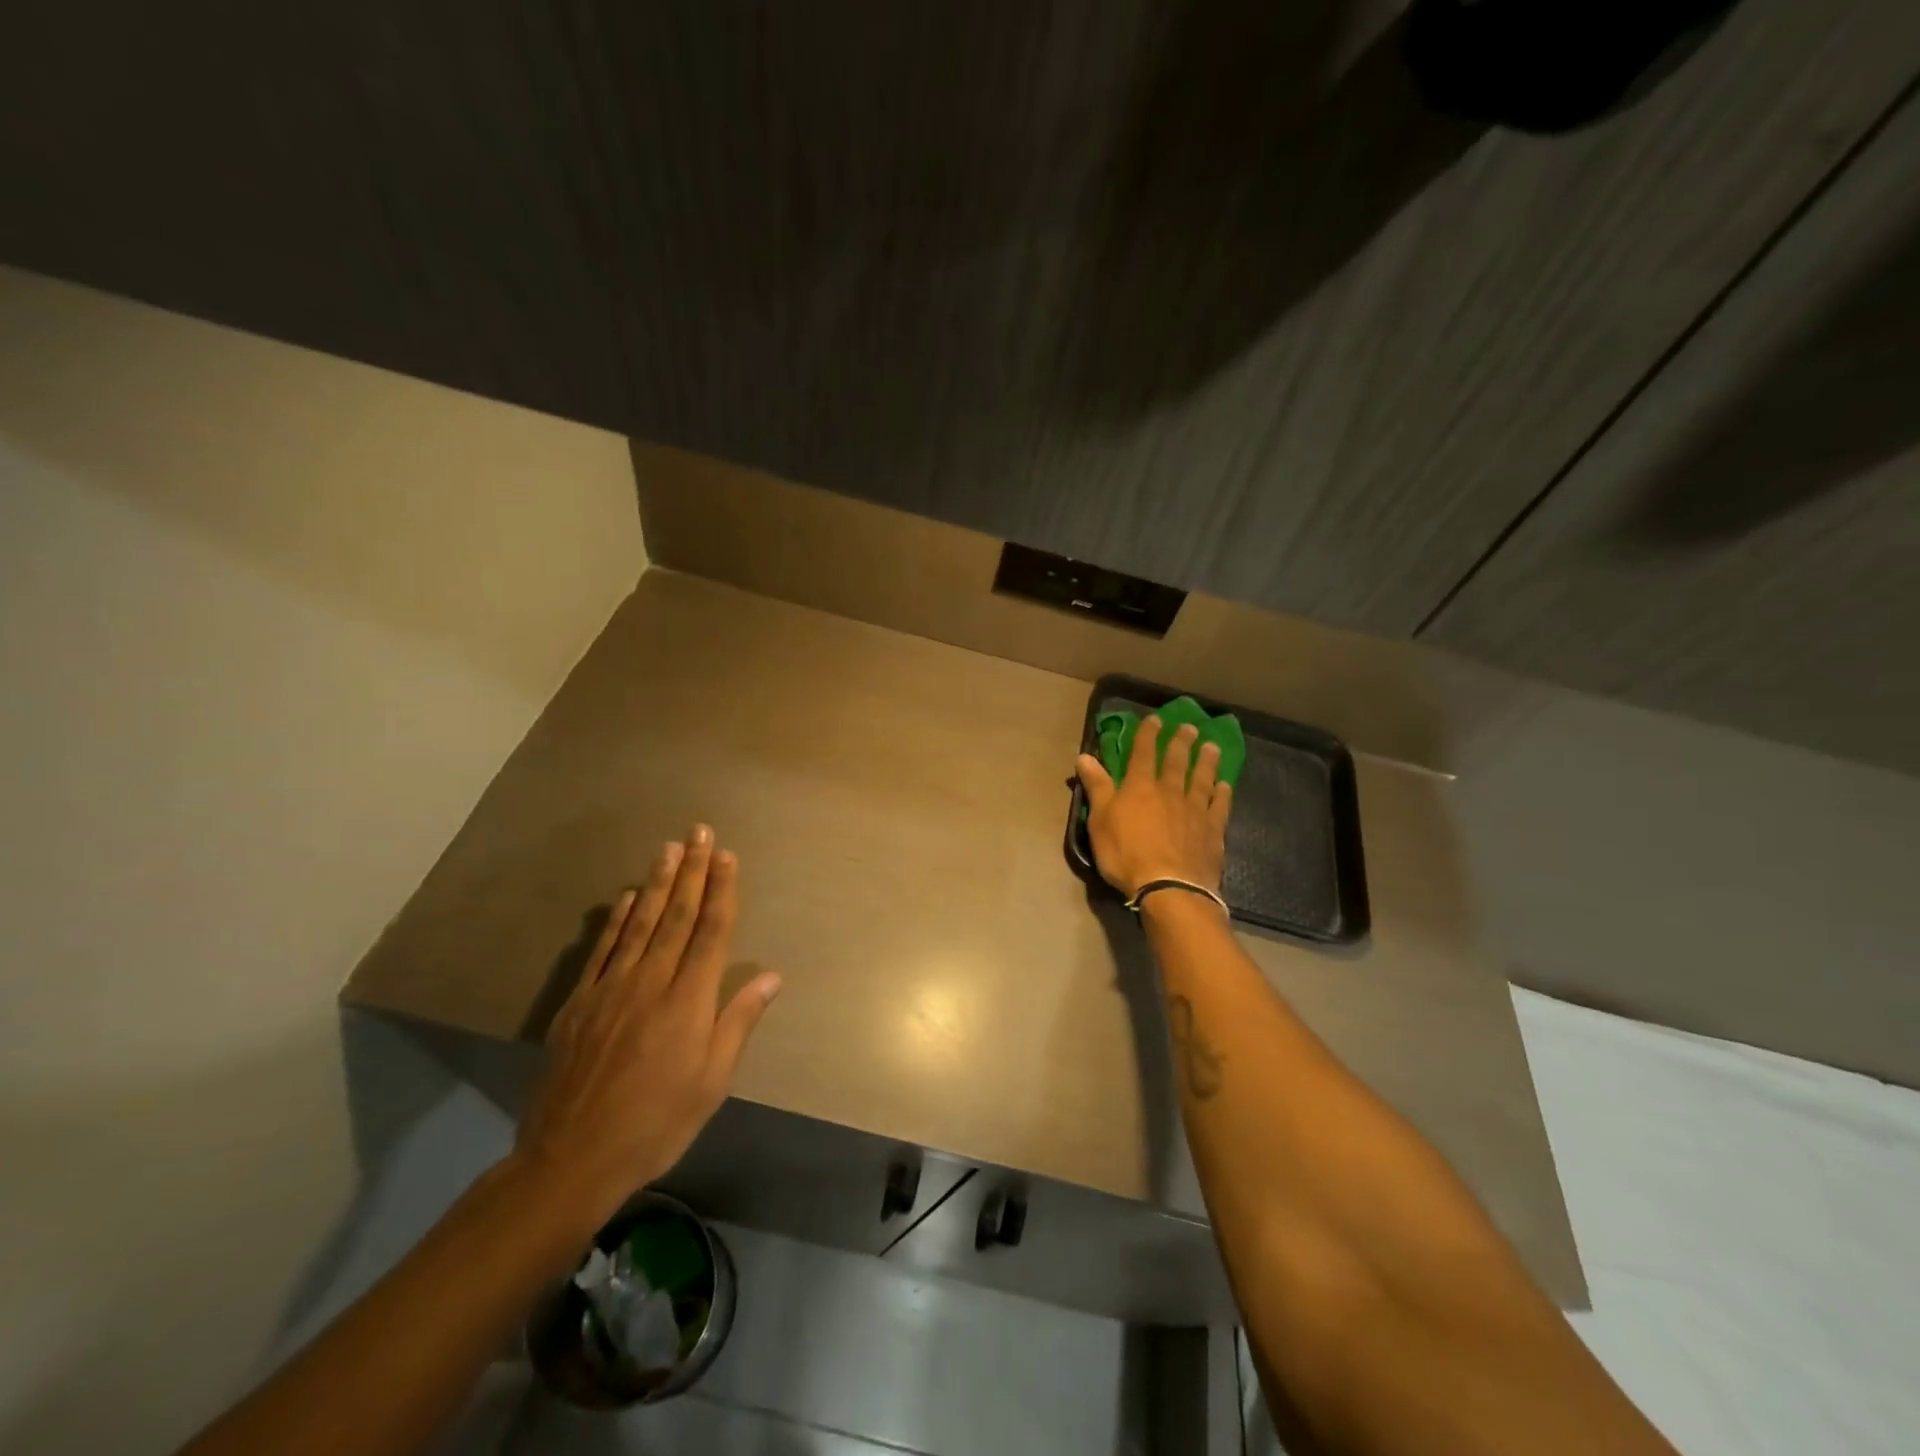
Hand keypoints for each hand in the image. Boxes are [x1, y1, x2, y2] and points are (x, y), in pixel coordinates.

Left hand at [513, 826, 782, 1230]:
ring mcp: (611, 989)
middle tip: (700, 833)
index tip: (727, 856)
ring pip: (640, 923)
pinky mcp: (579, 1003)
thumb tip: (771, 976)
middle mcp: (651, 982)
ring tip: (669, 848)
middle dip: (692, 871)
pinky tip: (628, 898)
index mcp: (688, 1001)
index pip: (710, 932)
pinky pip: (604, 949)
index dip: (721, 891)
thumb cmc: (657, 1123)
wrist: (571, 1160)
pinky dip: (617, 919)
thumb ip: (738, 1022)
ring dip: (658, 883)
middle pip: (677, 916)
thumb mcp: (711, 1082)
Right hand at [1076, 717, 1231, 899]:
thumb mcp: (1100, 821)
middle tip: (1190, 727)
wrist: (1169, 887)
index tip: (1155, 719)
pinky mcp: (1213, 830)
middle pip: (1177, 761)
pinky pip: (1219, 805)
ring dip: (1206, 761)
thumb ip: (1096, 787)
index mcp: (1140, 787)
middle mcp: (1170, 791)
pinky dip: (1222, 793)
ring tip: (1211, 747)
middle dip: (1181, 742)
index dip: (1148, 734)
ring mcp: (1195, 810)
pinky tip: (1225, 785)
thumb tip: (1085, 756)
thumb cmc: (1126, 854)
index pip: (1143, 753)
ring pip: (1201, 778)